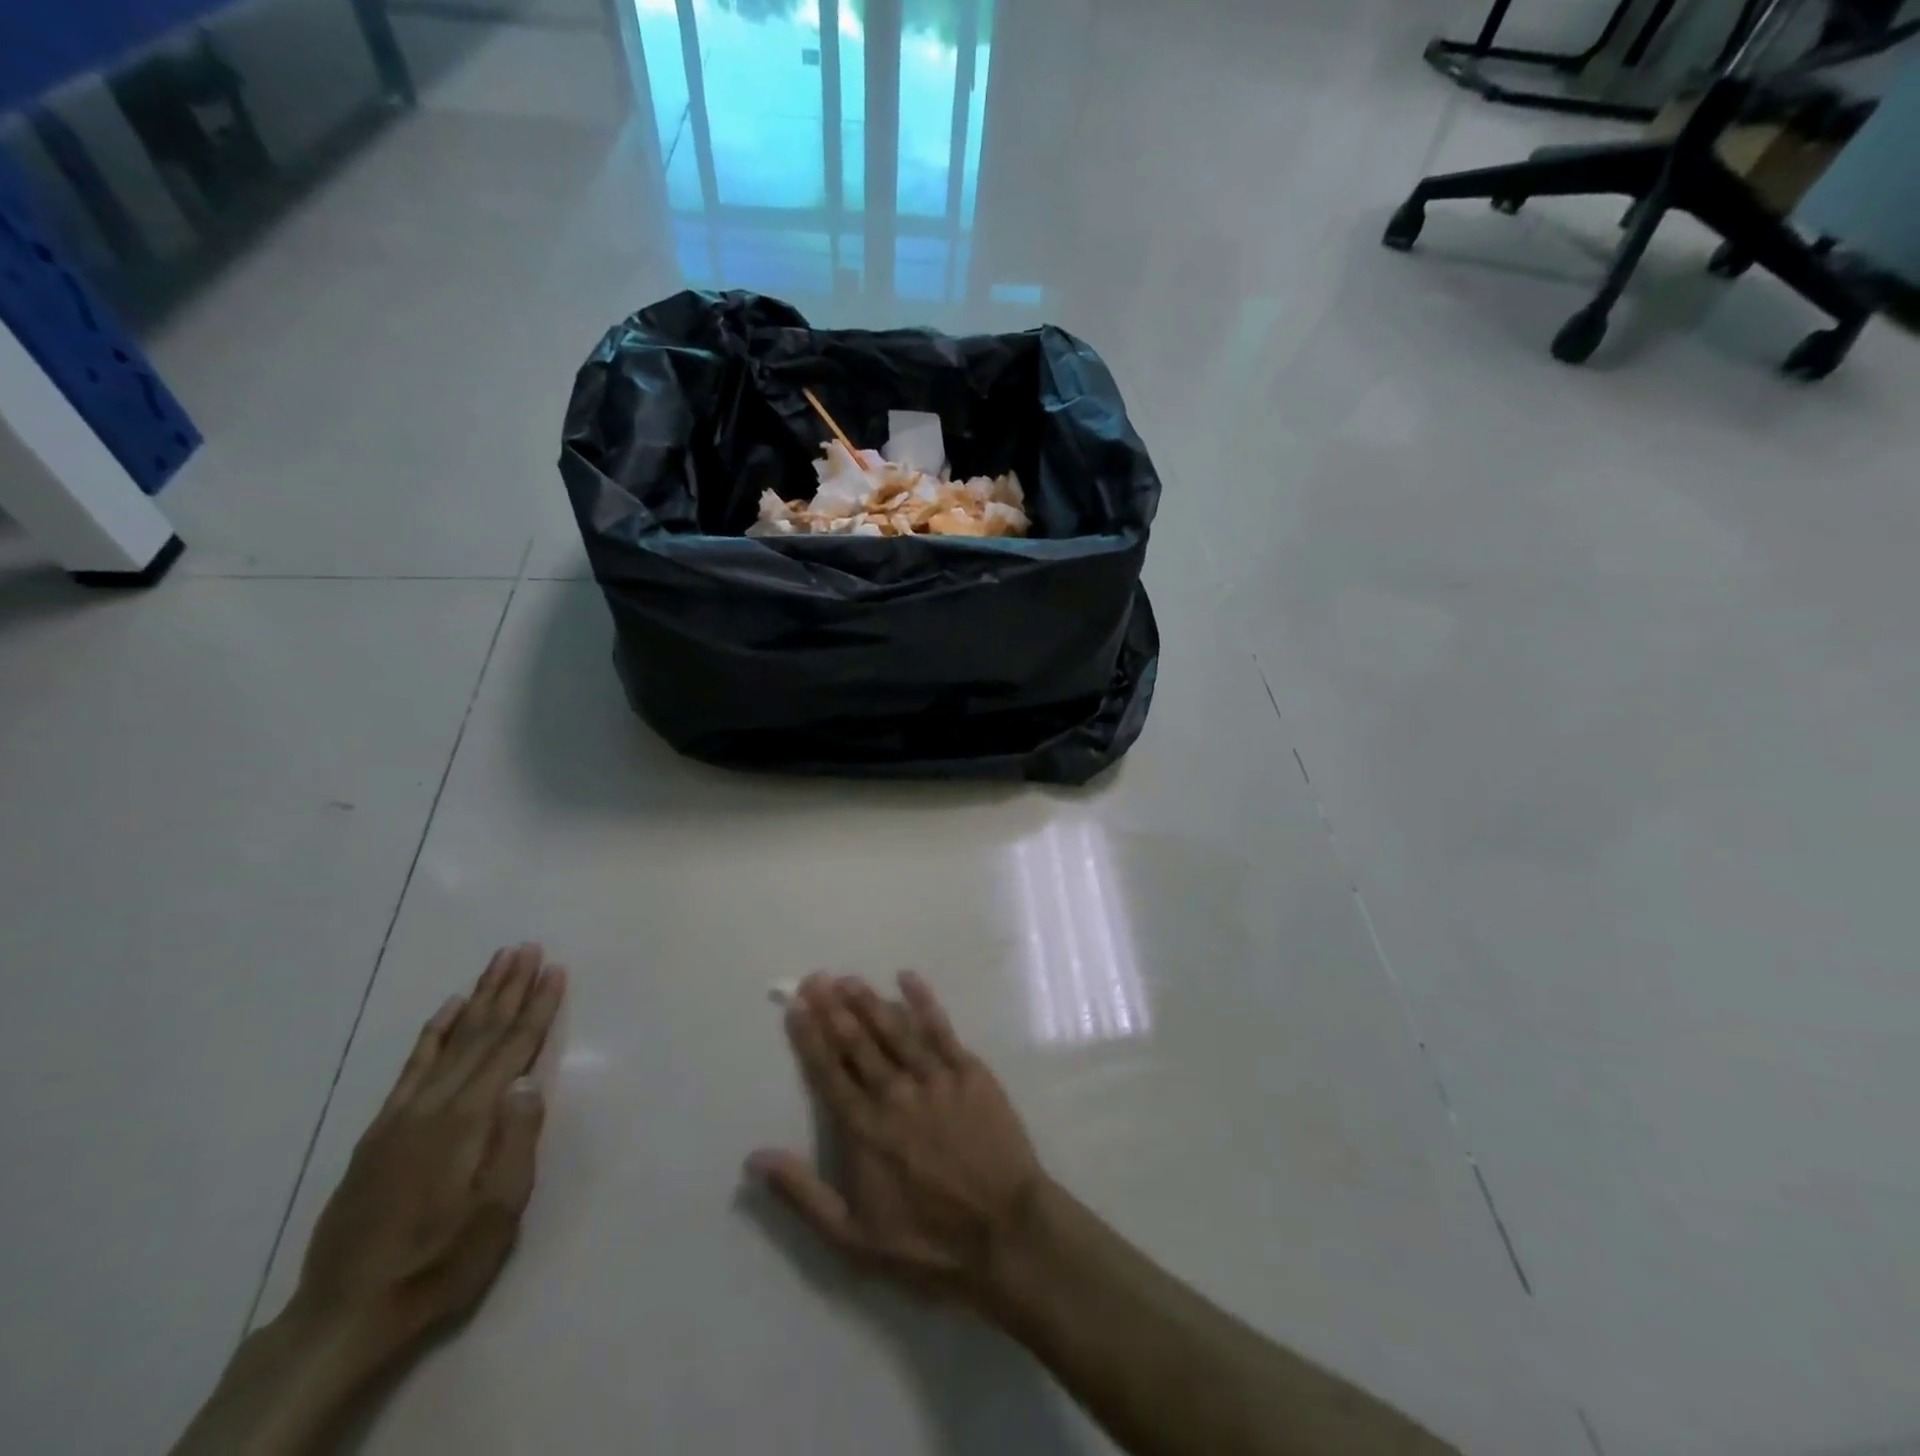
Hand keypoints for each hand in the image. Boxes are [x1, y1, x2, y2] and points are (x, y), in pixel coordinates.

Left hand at [295, 944, 566, 1362]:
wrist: (344, 1314)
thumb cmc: (438, 1264)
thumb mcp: (496, 1214)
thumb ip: (515, 1143)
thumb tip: (528, 1081)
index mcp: (467, 1120)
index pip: (512, 1049)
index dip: (538, 1008)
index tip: (556, 970)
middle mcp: (434, 1104)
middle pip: (481, 1033)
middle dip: (510, 987)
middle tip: (528, 948)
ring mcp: (402, 1114)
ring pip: (450, 1039)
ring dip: (478, 997)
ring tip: (497, 962)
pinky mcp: (381, 1130)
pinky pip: (412, 1066)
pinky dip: (433, 1032)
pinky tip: (447, 1009)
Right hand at [749, 972, 1046, 1305]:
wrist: (1004, 1232)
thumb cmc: (927, 1242)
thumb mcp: (852, 1237)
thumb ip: (801, 1194)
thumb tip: (754, 1157)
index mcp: (863, 1128)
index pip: (828, 1072)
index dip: (810, 1037)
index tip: (796, 1007)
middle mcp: (894, 1093)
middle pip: (857, 1042)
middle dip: (833, 1008)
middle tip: (816, 978)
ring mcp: (934, 1078)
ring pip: (894, 1029)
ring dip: (869, 1001)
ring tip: (849, 979)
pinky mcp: (969, 1072)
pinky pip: (941, 1028)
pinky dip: (923, 1001)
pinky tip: (908, 978)